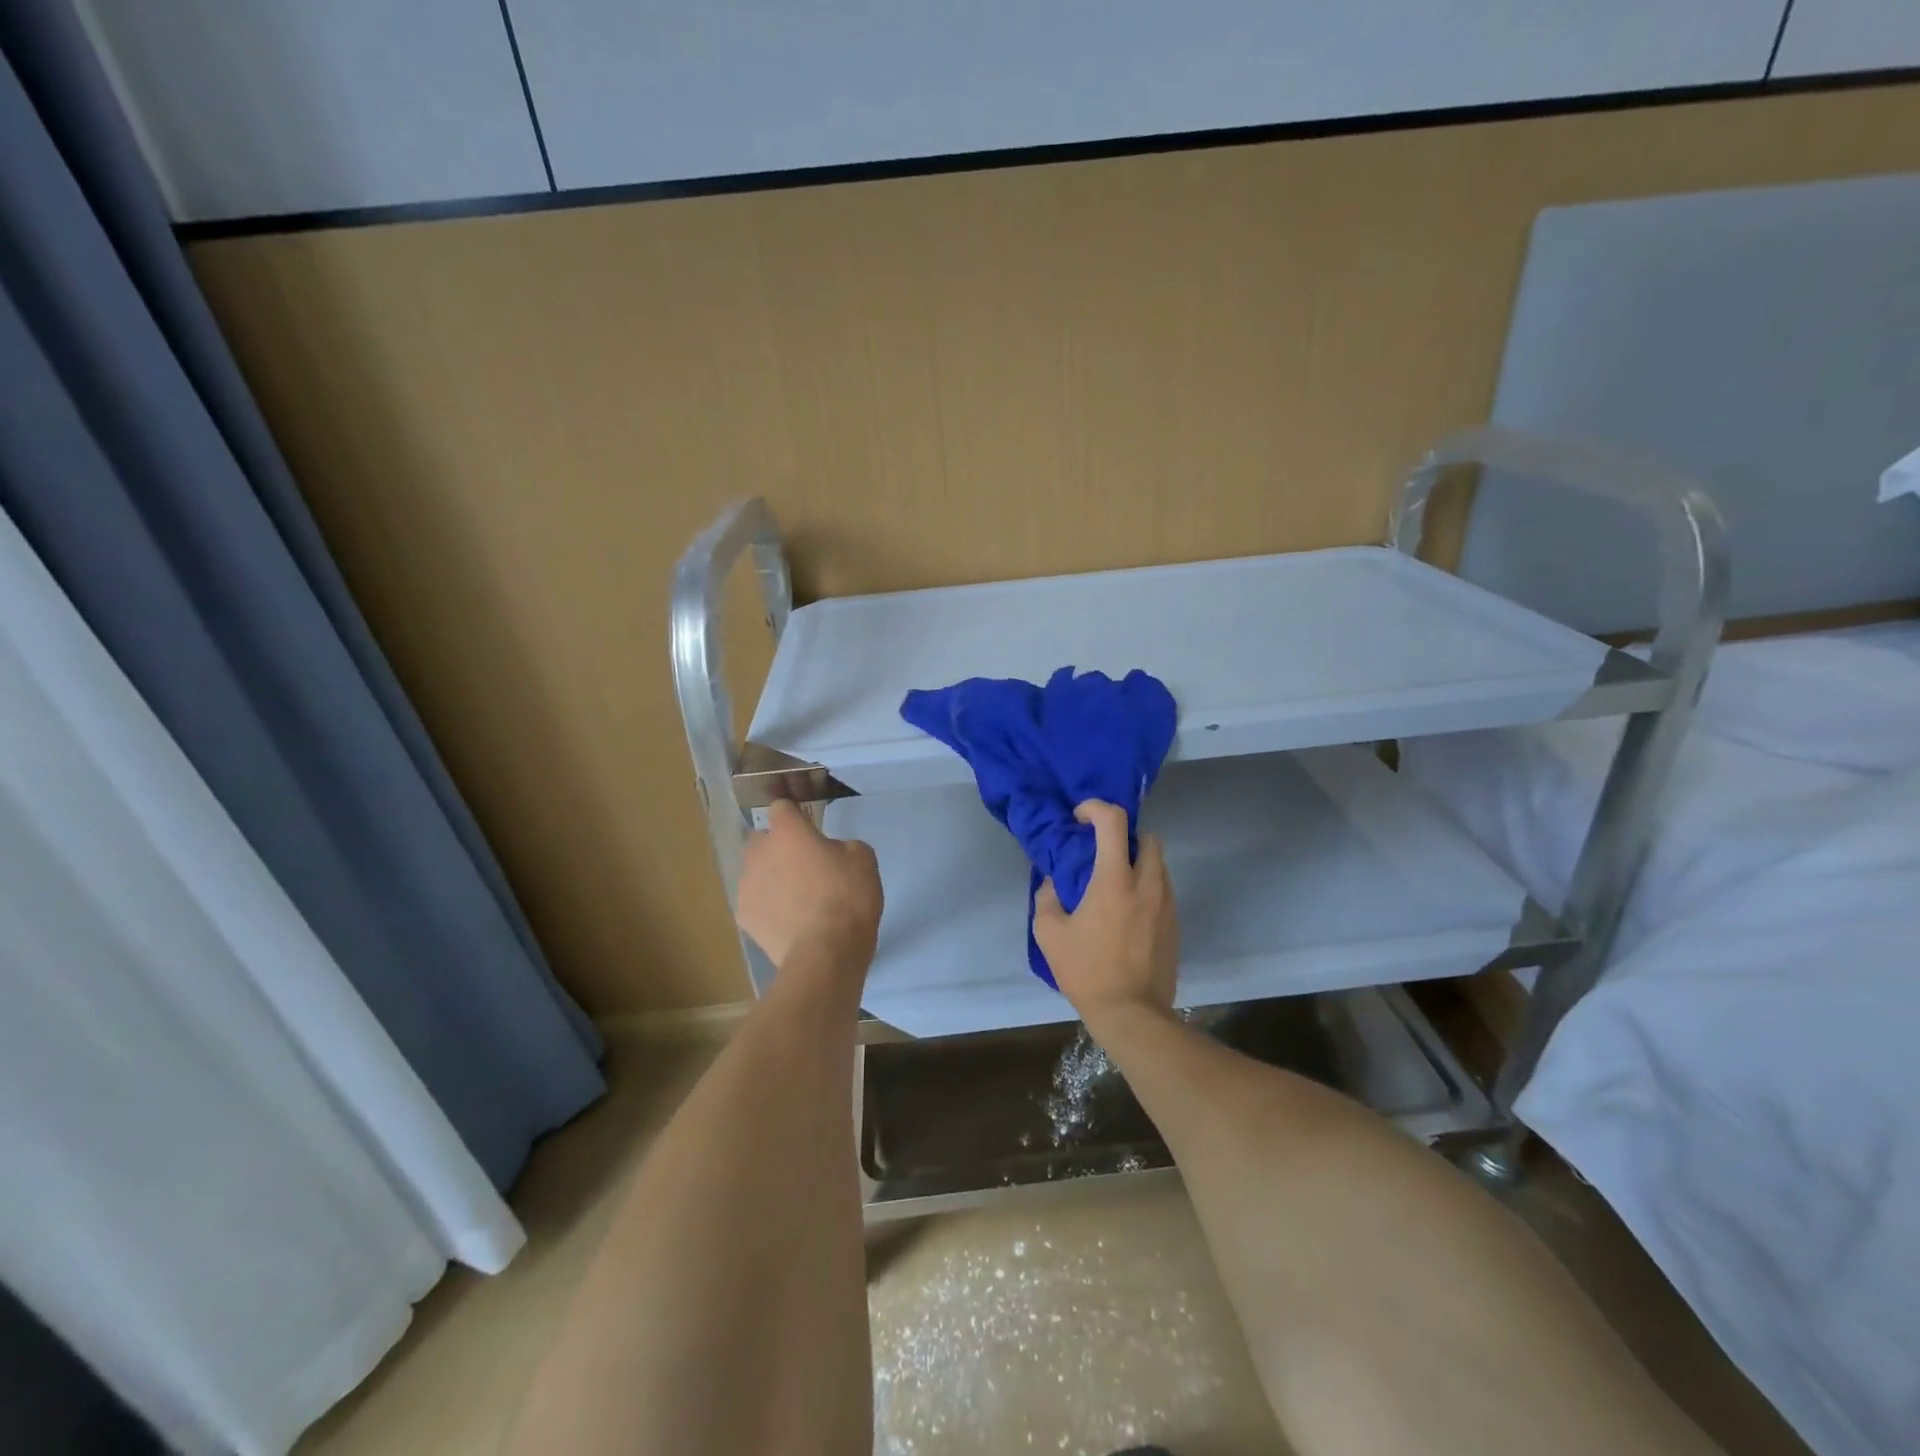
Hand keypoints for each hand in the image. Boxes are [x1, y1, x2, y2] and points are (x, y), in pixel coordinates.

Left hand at [736, 799, 882, 972]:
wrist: (826, 953)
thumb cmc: (847, 897)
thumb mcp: (863, 859)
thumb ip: (841, 846)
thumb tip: (831, 853)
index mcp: (788, 832)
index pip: (781, 807)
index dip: (795, 816)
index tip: (809, 829)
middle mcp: (759, 853)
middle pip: (761, 839)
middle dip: (777, 847)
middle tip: (803, 865)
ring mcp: (746, 886)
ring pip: (755, 872)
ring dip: (770, 877)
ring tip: (795, 899)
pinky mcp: (744, 918)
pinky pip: (755, 902)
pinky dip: (767, 907)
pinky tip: (788, 922)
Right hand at [1033, 800, 1177, 1029]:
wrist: (1132, 1014)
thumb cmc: (1087, 971)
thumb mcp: (1049, 934)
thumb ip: (1047, 898)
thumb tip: (1053, 882)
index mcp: (1114, 880)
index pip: (1113, 821)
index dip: (1095, 808)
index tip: (1079, 819)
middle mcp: (1147, 883)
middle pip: (1147, 836)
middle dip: (1124, 834)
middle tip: (1101, 850)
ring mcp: (1166, 903)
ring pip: (1158, 862)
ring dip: (1137, 859)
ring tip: (1113, 880)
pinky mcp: (1175, 923)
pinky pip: (1163, 888)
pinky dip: (1146, 884)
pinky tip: (1127, 909)